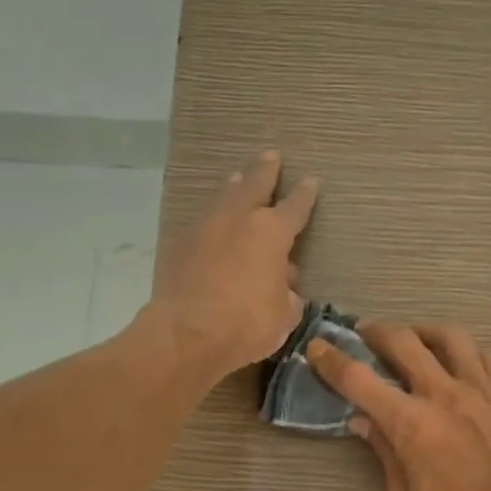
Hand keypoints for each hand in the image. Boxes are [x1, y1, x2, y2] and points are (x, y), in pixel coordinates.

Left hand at [149, 151, 316, 378]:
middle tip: (270, 156)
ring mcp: (205, 228)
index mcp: (272, 233)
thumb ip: (288, 296)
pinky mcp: (180, 244)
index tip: (310, 181)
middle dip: (265, 170)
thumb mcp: (283, 316)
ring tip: (238, 179)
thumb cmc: (246, 325)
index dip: (305, 195)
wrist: (187, 334)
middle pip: (254, 184)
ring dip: (234, 187)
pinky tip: (212, 224)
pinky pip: (201, 223)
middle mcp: (238, 219)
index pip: (295, 207)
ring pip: (224, 197)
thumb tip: (285, 287)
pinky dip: (211, 219)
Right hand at [306, 321, 490, 490]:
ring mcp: (477, 389)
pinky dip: (465, 352)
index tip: (317, 348)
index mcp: (409, 422)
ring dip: (423, 332)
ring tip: (413, 339)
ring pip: (448, 336)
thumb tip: (363, 421)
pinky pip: (484, 355)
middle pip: (402, 341)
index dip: (331, 360)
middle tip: (364, 333)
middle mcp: (441, 393)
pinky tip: (457, 362)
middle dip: (376, 331)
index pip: (358, 379)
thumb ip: (382, 452)